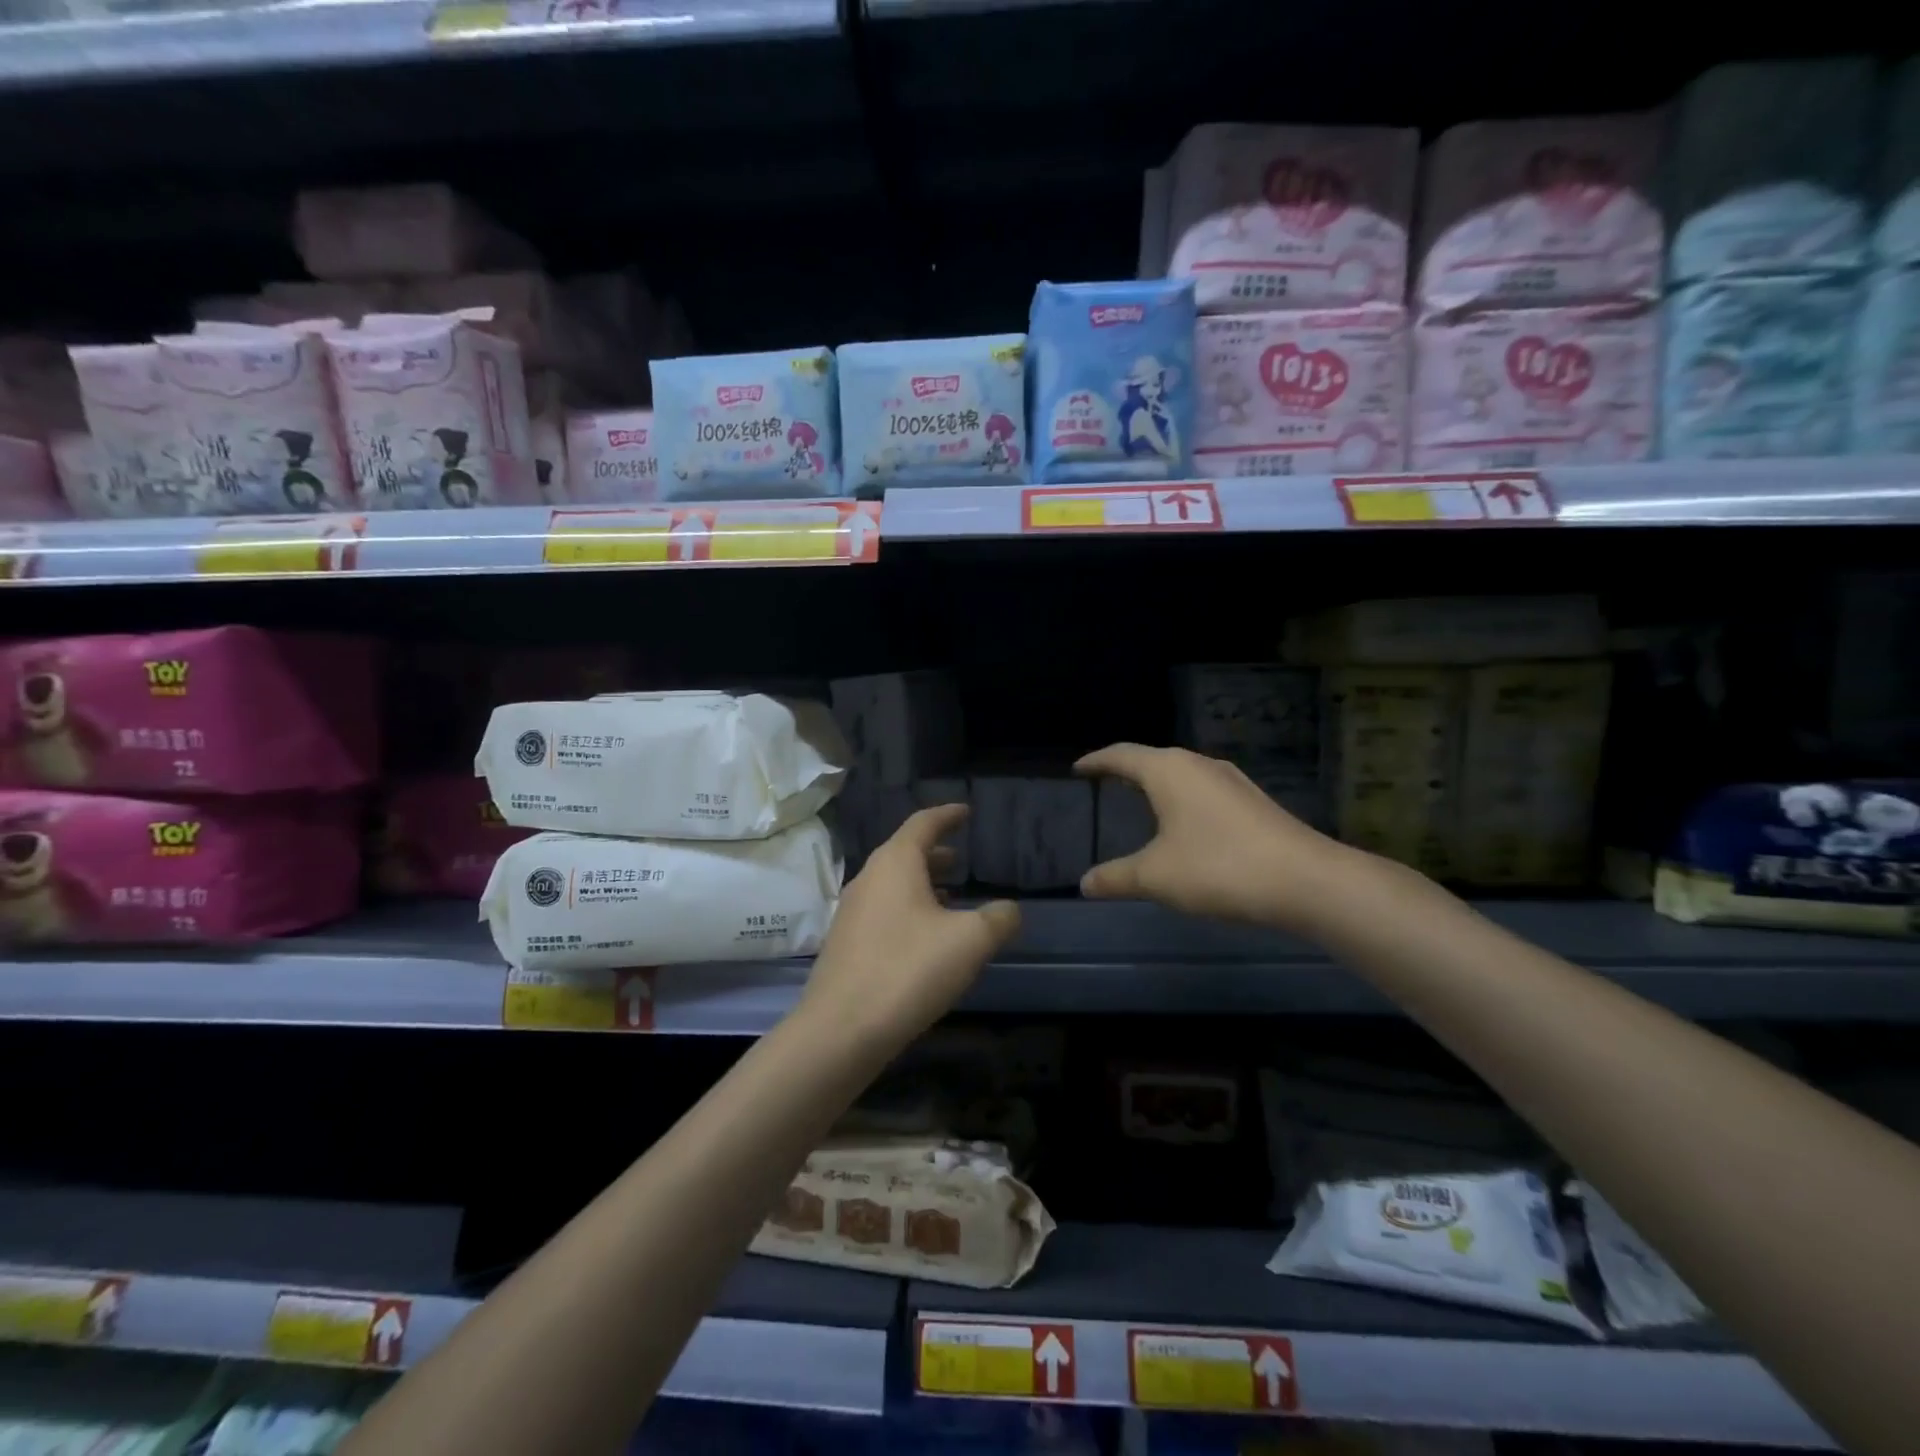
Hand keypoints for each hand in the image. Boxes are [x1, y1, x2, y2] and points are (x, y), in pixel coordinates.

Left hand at [800, 804, 1019, 1052]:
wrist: (841, 1030)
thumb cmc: (908, 971)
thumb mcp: (970, 942)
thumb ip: (998, 919)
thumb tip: (1009, 910)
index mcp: (895, 864)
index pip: (923, 824)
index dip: (947, 815)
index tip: (965, 811)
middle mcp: (868, 879)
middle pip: (904, 853)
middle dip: (934, 853)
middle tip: (960, 858)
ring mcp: (852, 912)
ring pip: (892, 884)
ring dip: (922, 884)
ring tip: (950, 898)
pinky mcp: (846, 944)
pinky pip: (883, 911)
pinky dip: (908, 909)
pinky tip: (925, 938)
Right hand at [1075, 743, 1358, 932]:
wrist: (1306, 881)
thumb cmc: (1219, 867)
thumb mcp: (1156, 877)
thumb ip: (1115, 878)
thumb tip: (1084, 883)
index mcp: (1168, 770)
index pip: (1121, 754)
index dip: (1096, 761)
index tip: (1078, 769)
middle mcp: (1199, 764)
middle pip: (1153, 759)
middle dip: (1126, 771)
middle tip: (1104, 786)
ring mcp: (1231, 780)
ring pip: (1182, 774)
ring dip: (1158, 785)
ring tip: (1140, 803)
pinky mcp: (1253, 801)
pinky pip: (1204, 791)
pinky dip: (1183, 800)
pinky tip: (1185, 826)